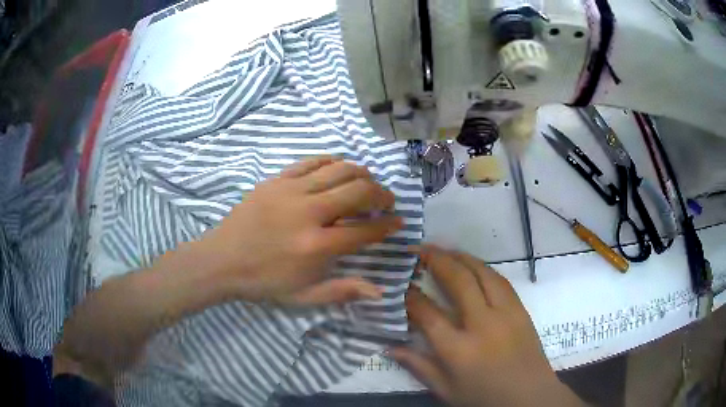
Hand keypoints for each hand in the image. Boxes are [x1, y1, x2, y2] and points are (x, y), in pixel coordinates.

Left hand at [194, 155, 402, 304]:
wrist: (221, 261)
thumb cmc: (263, 283)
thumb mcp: (303, 297)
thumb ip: (343, 292)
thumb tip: (380, 291)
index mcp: (316, 246)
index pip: (365, 230)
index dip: (388, 226)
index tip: (398, 222)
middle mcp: (308, 213)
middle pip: (358, 192)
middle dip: (381, 195)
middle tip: (387, 202)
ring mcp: (291, 191)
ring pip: (339, 170)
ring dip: (362, 174)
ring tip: (369, 183)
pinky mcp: (276, 180)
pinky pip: (311, 162)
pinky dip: (332, 162)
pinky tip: (340, 169)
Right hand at [391, 246, 583, 406]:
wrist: (529, 396)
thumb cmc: (484, 397)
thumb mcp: (446, 390)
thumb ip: (419, 367)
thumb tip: (390, 348)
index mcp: (459, 350)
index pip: (428, 314)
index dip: (411, 297)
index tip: (401, 285)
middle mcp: (482, 325)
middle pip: (459, 281)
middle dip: (436, 260)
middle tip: (419, 248)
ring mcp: (506, 314)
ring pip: (483, 273)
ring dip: (461, 257)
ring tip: (443, 249)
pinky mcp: (521, 310)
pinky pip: (501, 280)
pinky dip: (483, 268)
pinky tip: (473, 265)